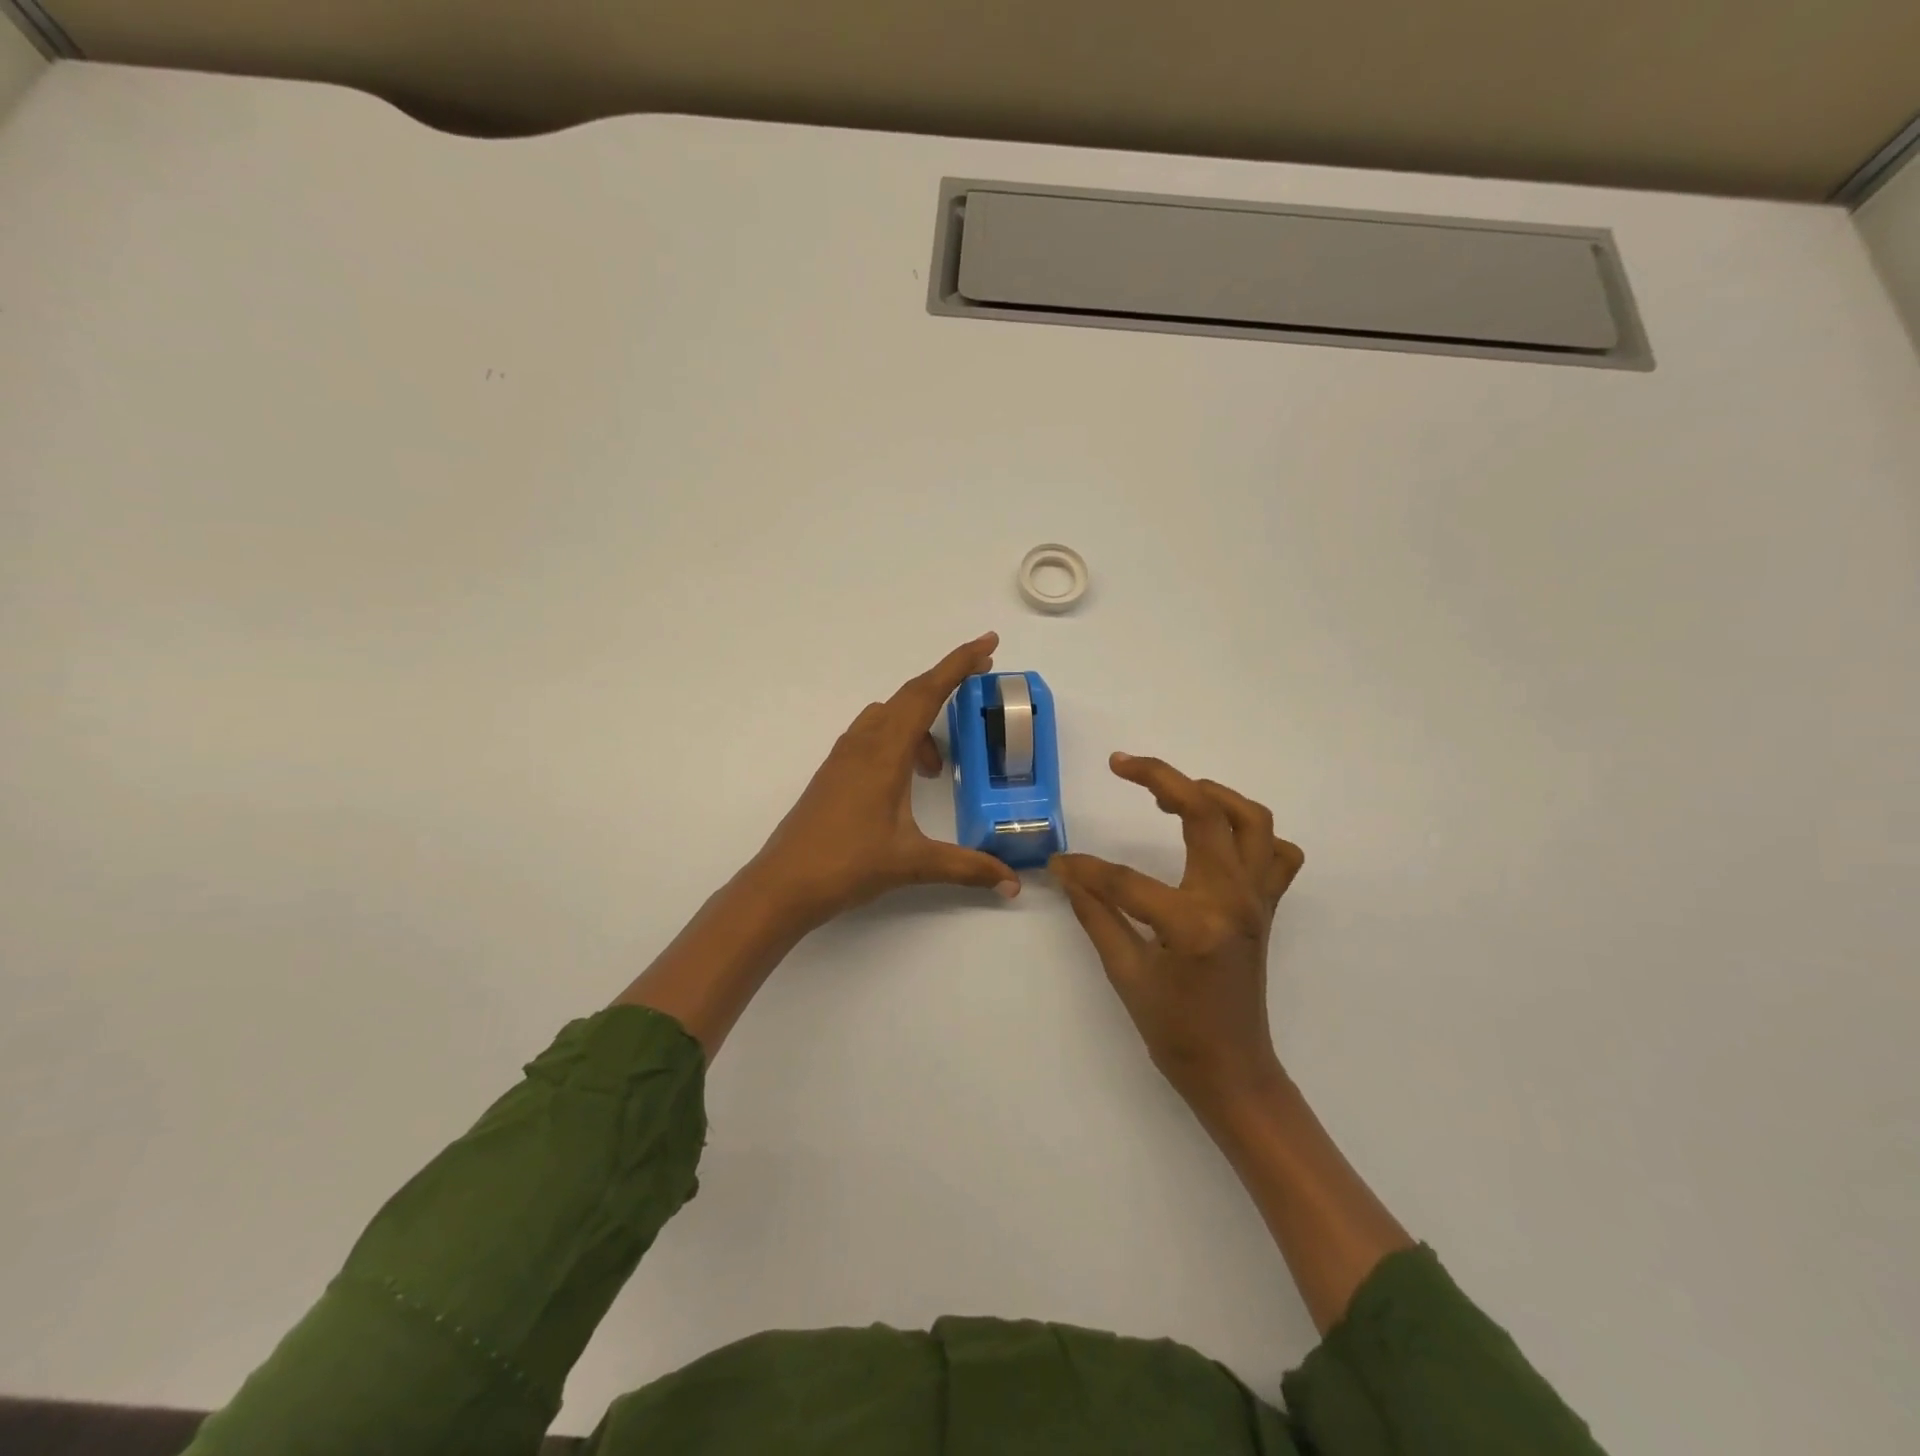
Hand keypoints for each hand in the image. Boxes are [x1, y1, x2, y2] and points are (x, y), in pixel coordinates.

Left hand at [749, 633, 1021, 926]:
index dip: (959, 665)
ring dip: (920, 723)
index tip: (988, 643)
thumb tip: (1012, 882)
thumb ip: (967, 867)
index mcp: (885, 753)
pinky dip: (898, 739)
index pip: (927, 694)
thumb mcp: (913, 863)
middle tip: (981, 677)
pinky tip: (906, 778)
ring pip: (889, 716)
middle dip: (947, 682)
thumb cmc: (847, 865)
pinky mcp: (834, 772)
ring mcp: (844, 756)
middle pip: (910, 695)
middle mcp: (863, 744)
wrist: (783, 884)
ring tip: (937, 768)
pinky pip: (873, 735)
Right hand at [1051, 754, 1303, 1108]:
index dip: (1086, 869)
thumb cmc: (1174, 1030)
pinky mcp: (1267, 906)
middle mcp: (1234, 899)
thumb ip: (1096, 913)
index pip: (1125, 878)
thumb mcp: (1125, 973)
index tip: (1059, 863)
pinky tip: (1218, 836)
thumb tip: (1065, 872)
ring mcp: (1257, 899)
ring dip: (1212, 793)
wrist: (1233, 1070)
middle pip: (1205, 812)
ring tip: (1171, 790)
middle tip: (1122, 764)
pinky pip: (1275, 854)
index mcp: (1194, 921)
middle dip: (1161, 778)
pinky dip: (1252, 833)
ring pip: (1251, 820)